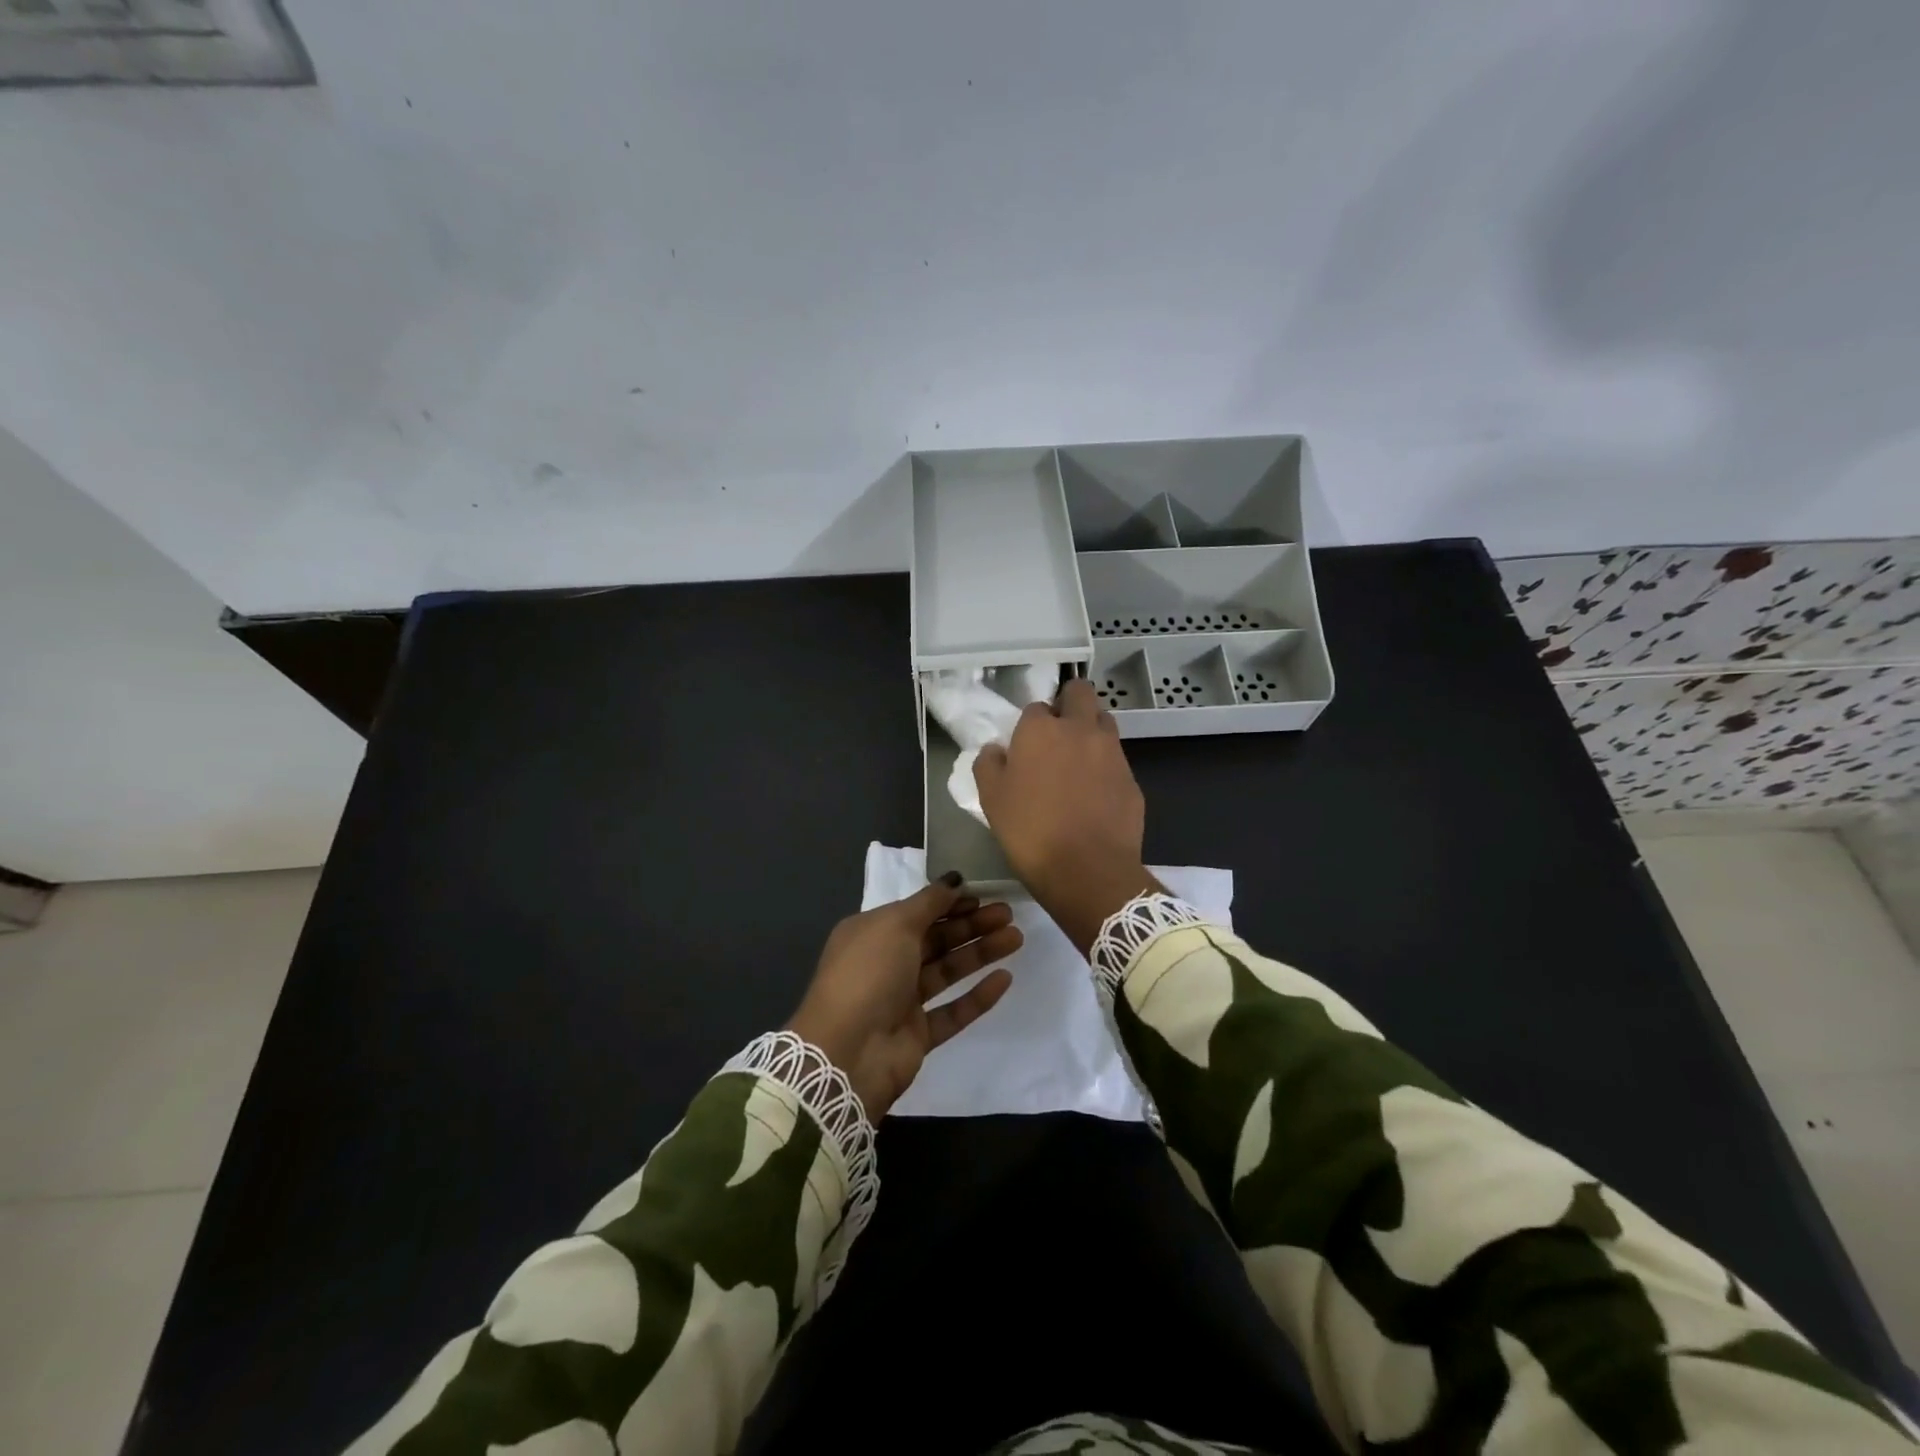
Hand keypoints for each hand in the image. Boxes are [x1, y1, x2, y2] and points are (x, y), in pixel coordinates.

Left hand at [787, 874, 1020, 1118]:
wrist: (847, 1053)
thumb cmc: (868, 974)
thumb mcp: (894, 924)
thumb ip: (929, 902)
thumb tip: (955, 880)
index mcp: (871, 933)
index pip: (917, 912)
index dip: (950, 903)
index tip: (983, 895)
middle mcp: (885, 963)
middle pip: (936, 939)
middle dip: (971, 925)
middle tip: (1008, 913)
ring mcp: (901, 1001)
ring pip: (947, 971)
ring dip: (980, 953)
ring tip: (1016, 938)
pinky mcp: (918, 1034)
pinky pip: (953, 1011)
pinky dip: (977, 995)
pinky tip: (1005, 979)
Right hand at [973, 678, 1159, 954]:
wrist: (1087, 870)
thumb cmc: (1030, 831)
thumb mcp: (991, 799)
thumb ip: (989, 765)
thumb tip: (995, 750)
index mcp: (1041, 729)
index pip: (1035, 707)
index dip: (1030, 725)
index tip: (1025, 747)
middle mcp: (1080, 729)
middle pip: (1080, 693)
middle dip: (1070, 702)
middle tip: (1059, 731)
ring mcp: (1112, 752)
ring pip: (1104, 722)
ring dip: (1091, 730)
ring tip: (1078, 762)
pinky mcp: (1132, 779)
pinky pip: (1117, 761)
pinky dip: (1106, 768)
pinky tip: (1096, 795)